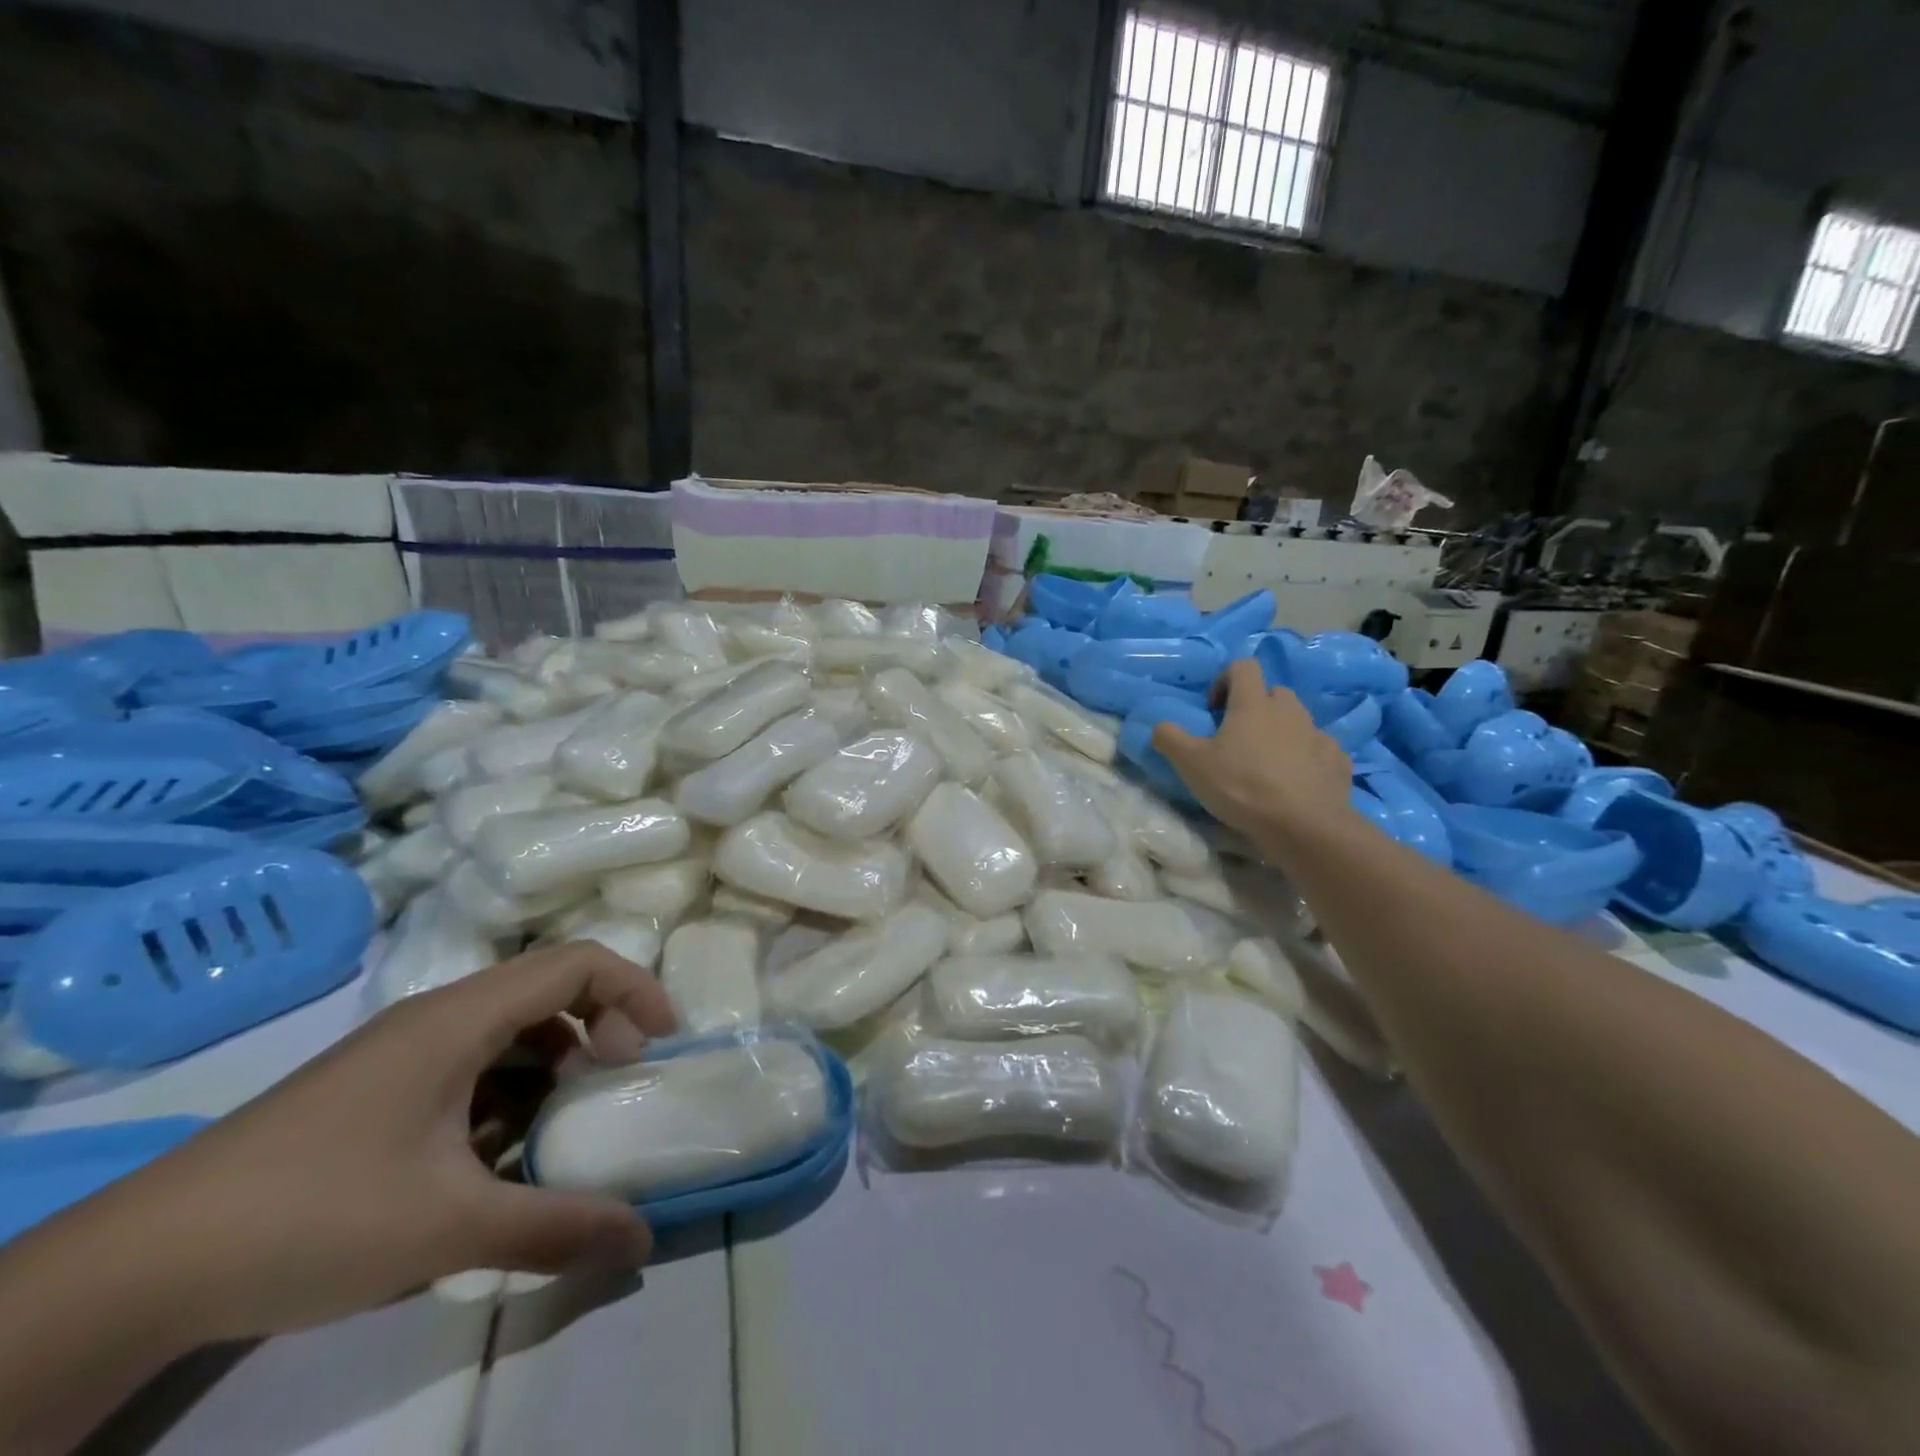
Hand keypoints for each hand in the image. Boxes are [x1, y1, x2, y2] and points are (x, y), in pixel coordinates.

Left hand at [90, 942, 676, 1345]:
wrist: (133, 1270)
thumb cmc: (311, 1217)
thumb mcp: (447, 1227)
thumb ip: (555, 1227)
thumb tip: (642, 1240)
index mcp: (460, 1017)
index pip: (577, 963)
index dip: (635, 989)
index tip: (662, 1043)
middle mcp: (437, 1016)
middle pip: (548, 989)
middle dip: (599, 1028)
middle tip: (617, 1083)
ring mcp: (402, 1052)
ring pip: (509, 1029)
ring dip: (551, 1065)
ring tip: (560, 1127)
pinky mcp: (378, 1088)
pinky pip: (470, 1064)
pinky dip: (505, 1093)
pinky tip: (494, 1156)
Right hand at [1152, 658, 1352, 841]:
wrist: (1303, 826)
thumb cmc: (1242, 787)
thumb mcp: (1191, 764)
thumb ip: (1169, 738)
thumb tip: (1160, 725)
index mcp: (1253, 704)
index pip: (1243, 667)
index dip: (1225, 680)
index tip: (1214, 709)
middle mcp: (1289, 711)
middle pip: (1273, 692)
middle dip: (1256, 707)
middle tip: (1239, 737)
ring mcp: (1318, 735)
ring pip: (1298, 720)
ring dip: (1282, 731)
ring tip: (1267, 762)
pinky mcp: (1337, 761)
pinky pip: (1320, 748)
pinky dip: (1308, 756)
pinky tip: (1297, 780)